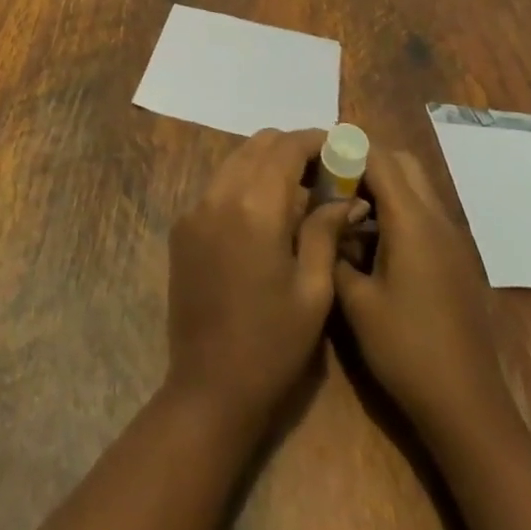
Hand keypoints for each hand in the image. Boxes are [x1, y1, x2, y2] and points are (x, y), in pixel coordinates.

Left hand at [166, 128, 353, 425]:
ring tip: (299, 190)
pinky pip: (218, 185)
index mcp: (256, 205)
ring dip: (267, 162)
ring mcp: (196, 208)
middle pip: (259, 144)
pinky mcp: (183, 226)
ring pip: (236, 159)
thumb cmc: (273, 345)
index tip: (341, 148)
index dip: (317, 140)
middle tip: (324, 171)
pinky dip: (244, 182)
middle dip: (293, 148)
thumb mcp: (313, 290)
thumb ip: (326, 230)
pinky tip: (265, 213)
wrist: (209, 389)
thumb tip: (347, 196)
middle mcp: (220, 193)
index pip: (287, 147)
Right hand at [332, 147, 513, 433]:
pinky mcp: (455, 260)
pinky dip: (397, 209)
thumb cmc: (407, 350)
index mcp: (412, 221)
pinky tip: (371, 241)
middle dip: (365, 160)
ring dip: (382, 184)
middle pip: (402, 162)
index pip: (378, 157)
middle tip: (330, 179)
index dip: (346, 147)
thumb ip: (334, 250)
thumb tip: (322, 222)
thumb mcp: (355, 301)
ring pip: (415, 186)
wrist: (468, 409)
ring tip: (345, 208)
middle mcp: (436, 219)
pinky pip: (424, 212)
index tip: (314, 153)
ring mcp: (451, 239)